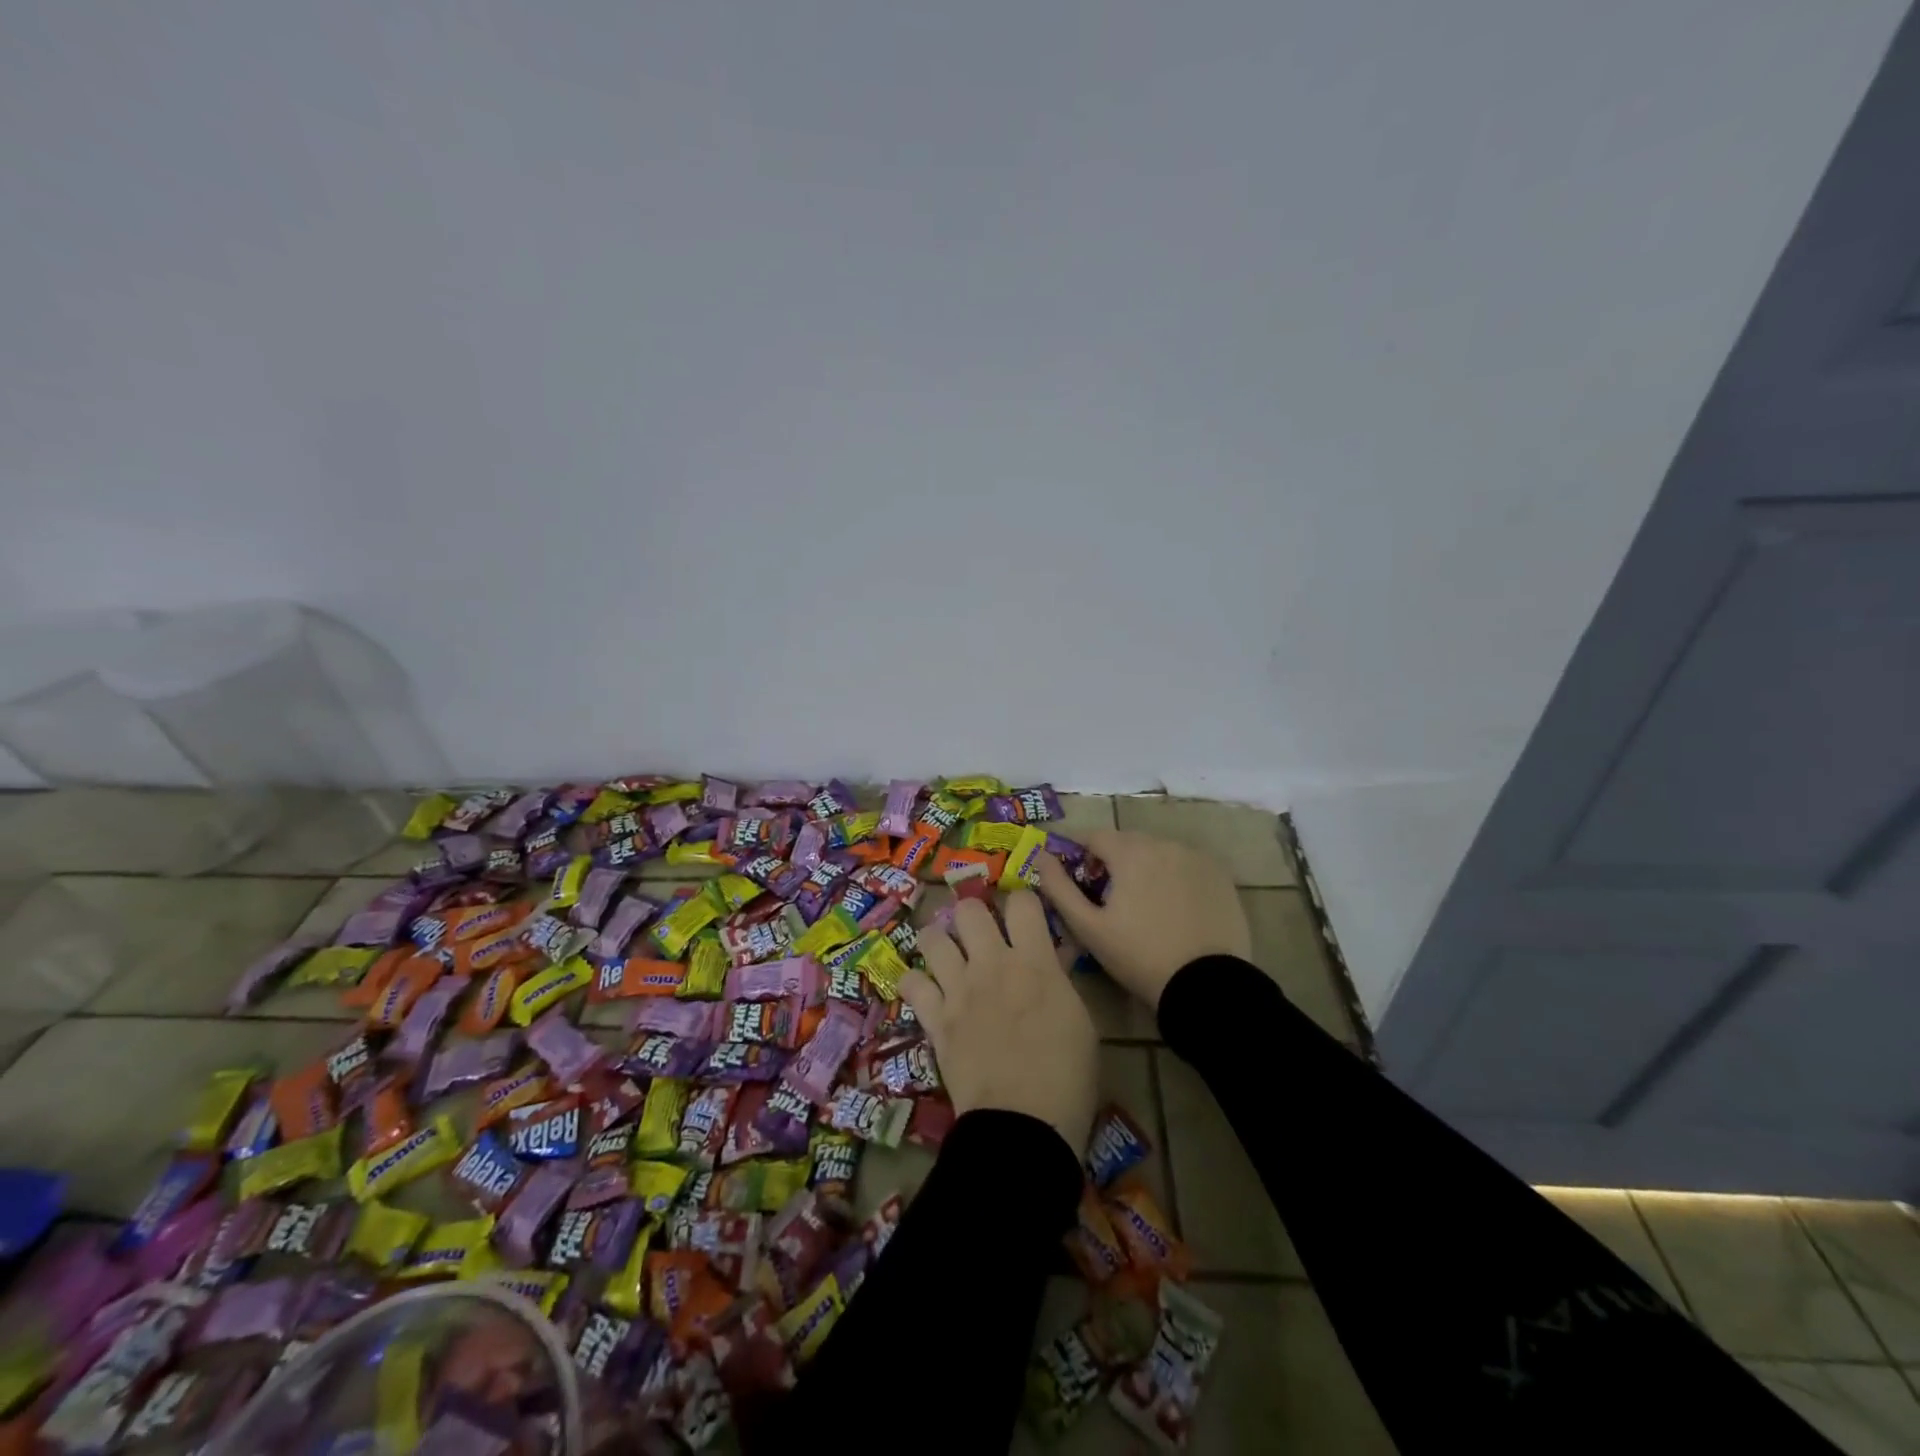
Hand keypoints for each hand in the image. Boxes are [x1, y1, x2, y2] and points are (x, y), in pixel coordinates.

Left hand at [900, 892, 1097, 1153]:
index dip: (1024, 902)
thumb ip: (1060, 980)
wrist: (1024, 1126)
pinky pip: (910, 983)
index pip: (1022, 901)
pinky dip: (915, 983)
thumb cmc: (1067, 1077)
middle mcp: (991, 964)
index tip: (1025, 916)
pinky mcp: (935, 1018)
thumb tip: (1053, 955)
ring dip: (938, 941)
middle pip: (969, 909)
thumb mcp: (1080, 1021)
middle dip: (974, 914)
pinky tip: (925, 992)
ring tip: (948, 955)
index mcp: (1034, 961)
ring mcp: (958, 989)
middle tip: (981, 935)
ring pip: (931, 937)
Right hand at [1036, 829, 1250, 1011]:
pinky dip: (1173, 876)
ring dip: (1144, 867)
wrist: (1206, 985)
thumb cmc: (1139, 956)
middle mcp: (1164, 844)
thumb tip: (1039, 856)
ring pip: (1158, 852)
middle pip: (1127, 842)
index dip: (1079, 853)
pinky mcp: (1220, 876)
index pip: (1094, 836)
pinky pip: (1185, 865)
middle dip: (1112, 860)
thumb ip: (1059, 887)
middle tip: (1107, 897)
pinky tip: (1173, 907)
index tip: (1076, 878)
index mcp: (1130, 852)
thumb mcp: (1089, 927)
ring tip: (1142, 904)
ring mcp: (1196, 858)